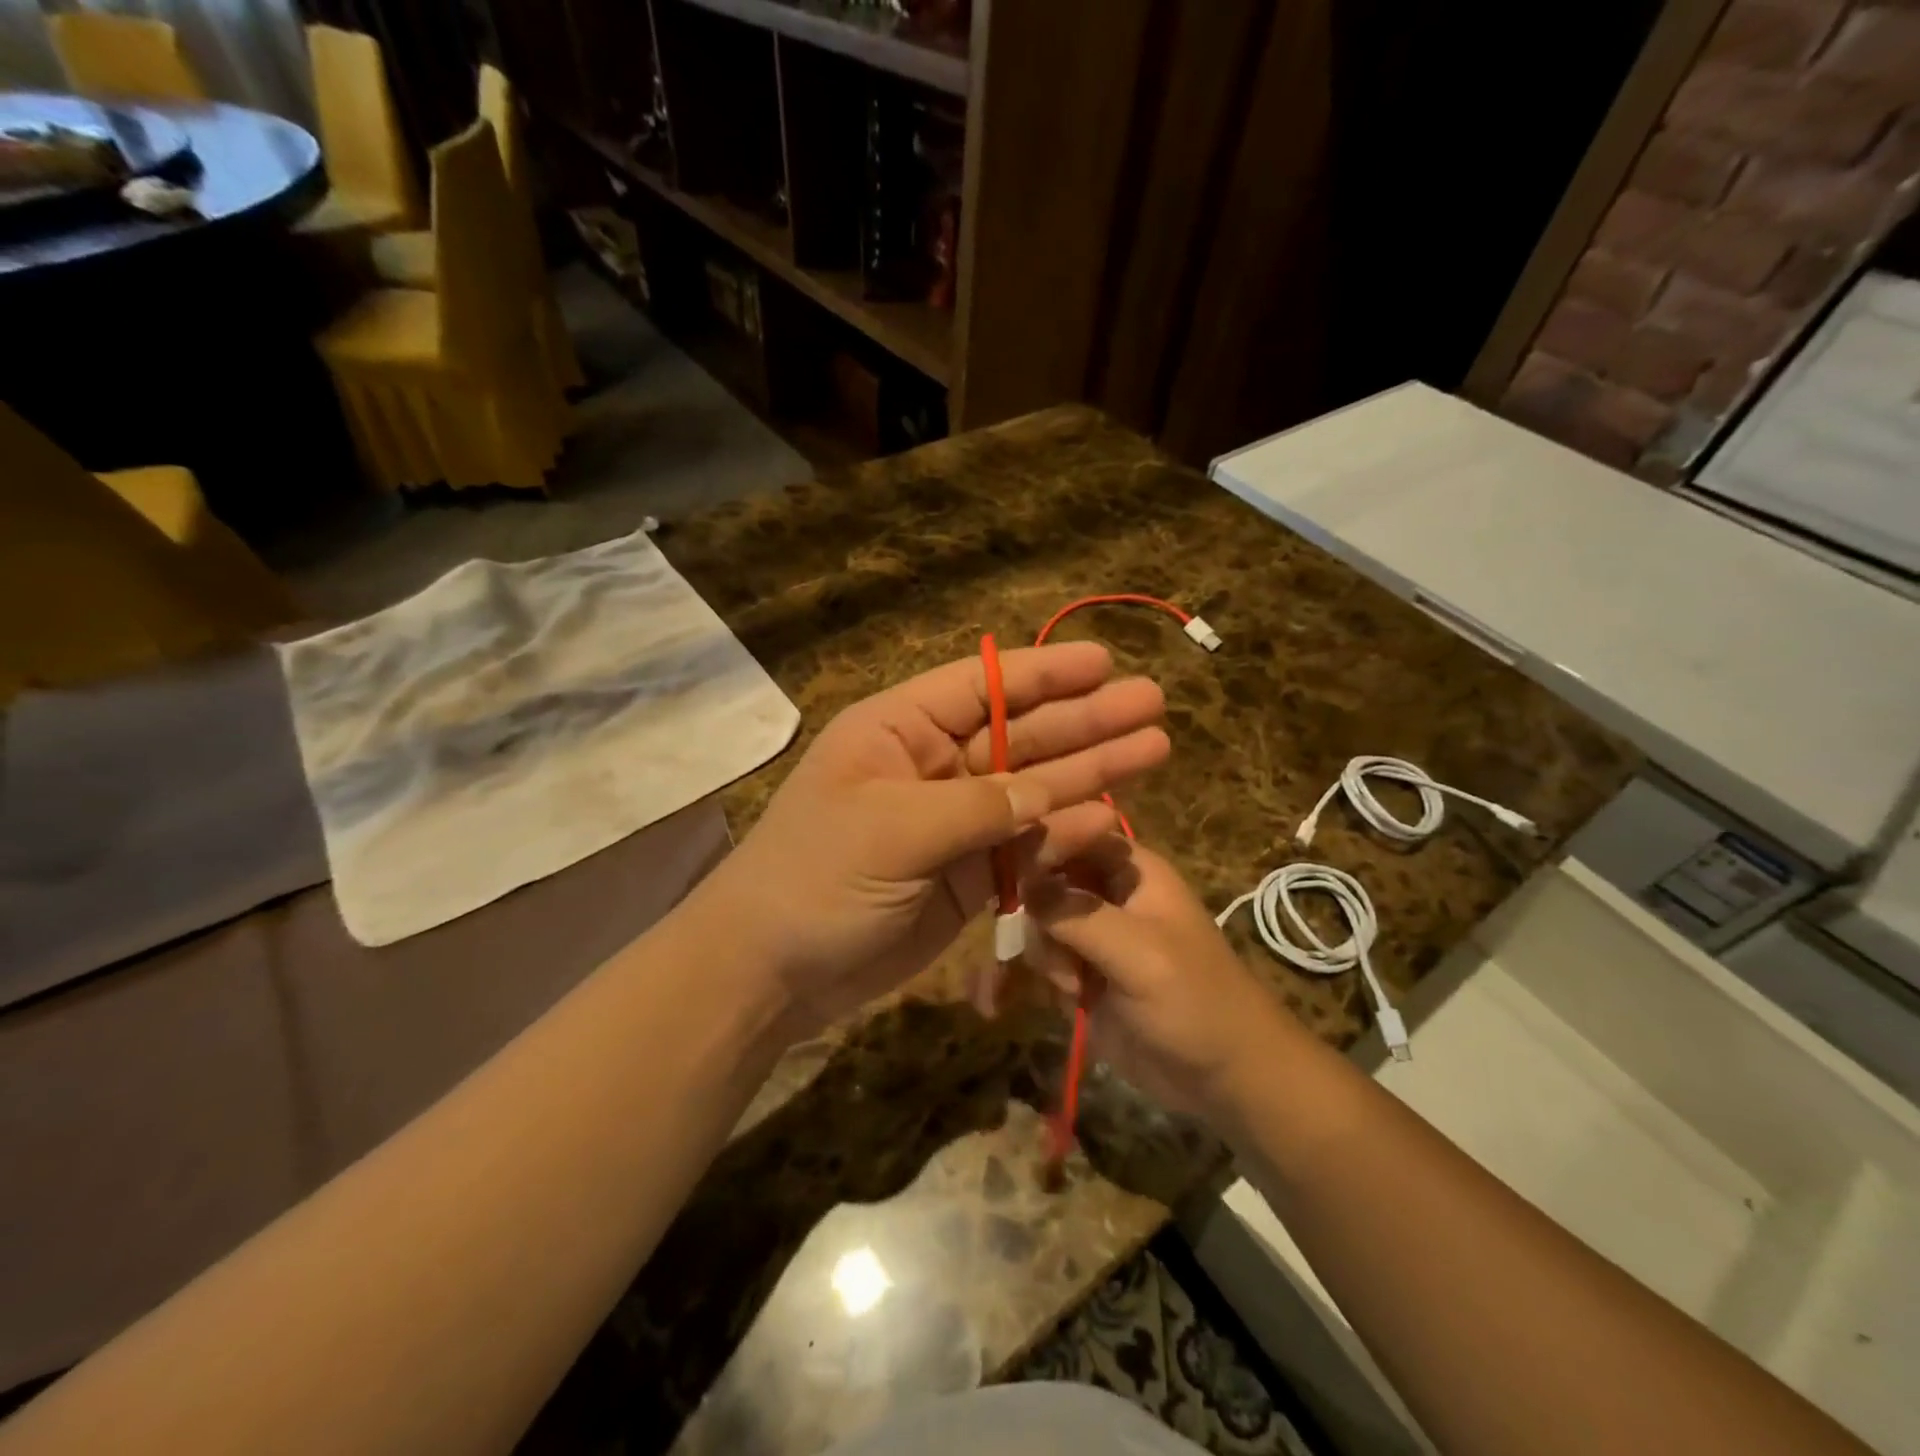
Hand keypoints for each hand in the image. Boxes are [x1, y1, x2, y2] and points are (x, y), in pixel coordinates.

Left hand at [691, 642, 1168, 1040]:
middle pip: (1022, 734)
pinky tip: (1113, 817)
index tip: (1104, 663)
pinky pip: (1026, 846)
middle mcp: (932, 767)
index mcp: (900, 732)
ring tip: (1155, 749)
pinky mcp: (967, 874)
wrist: (774, 970)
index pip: (982, 687)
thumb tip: (1048, 793)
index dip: (1045, 673)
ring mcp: (954, 823)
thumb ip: (977, 807)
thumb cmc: (817, 877)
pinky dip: (1065, 835)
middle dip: (1086, 720)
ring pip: (1034, 789)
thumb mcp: (892, 828)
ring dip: (1091, 771)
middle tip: (1153, 703)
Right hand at [1025, 838, 1298, 1127]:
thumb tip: (1019, 882)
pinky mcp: (1077, 979)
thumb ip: (1077, 915)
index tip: (1004, 874)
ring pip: (1035, 927)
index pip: (1072, 834)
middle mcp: (1104, 896)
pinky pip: (1036, 967)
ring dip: (1038, 959)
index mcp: (1129, 871)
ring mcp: (1089, 939)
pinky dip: (1018, 983)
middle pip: (1043, 881)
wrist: (1227, 1081)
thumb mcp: (1140, 953)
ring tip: (1070, 992)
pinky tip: (993, 1003)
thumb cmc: (1196, 1002)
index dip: (1037, 847)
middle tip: (1049, 952)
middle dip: (1033, 917)